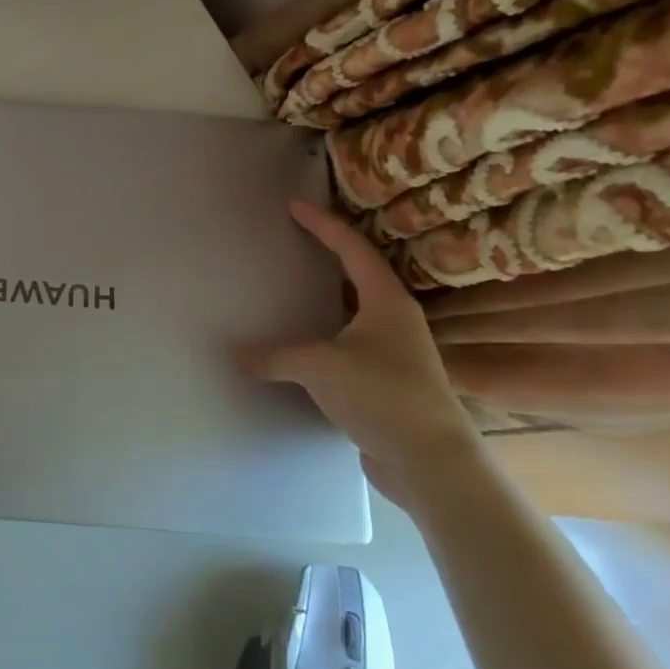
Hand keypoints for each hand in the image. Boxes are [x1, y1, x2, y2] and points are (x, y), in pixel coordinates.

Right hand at [236, 199, 480, 509]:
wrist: (431, 463)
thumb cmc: (382, 396)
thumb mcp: (320, 367)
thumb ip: (275, 357)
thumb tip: (237, 355)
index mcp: (386, 301)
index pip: (352, 249)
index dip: (323, 224)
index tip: (294, 205)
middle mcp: (395, 319)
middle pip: (359, 273)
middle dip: (330, 253)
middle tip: (297, 237)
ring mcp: (394, 352)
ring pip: (354, 310)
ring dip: (327, 295)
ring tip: (295, 285)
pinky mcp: (386, 381)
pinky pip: (349, 343)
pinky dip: (324, 333)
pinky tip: (302, 343)